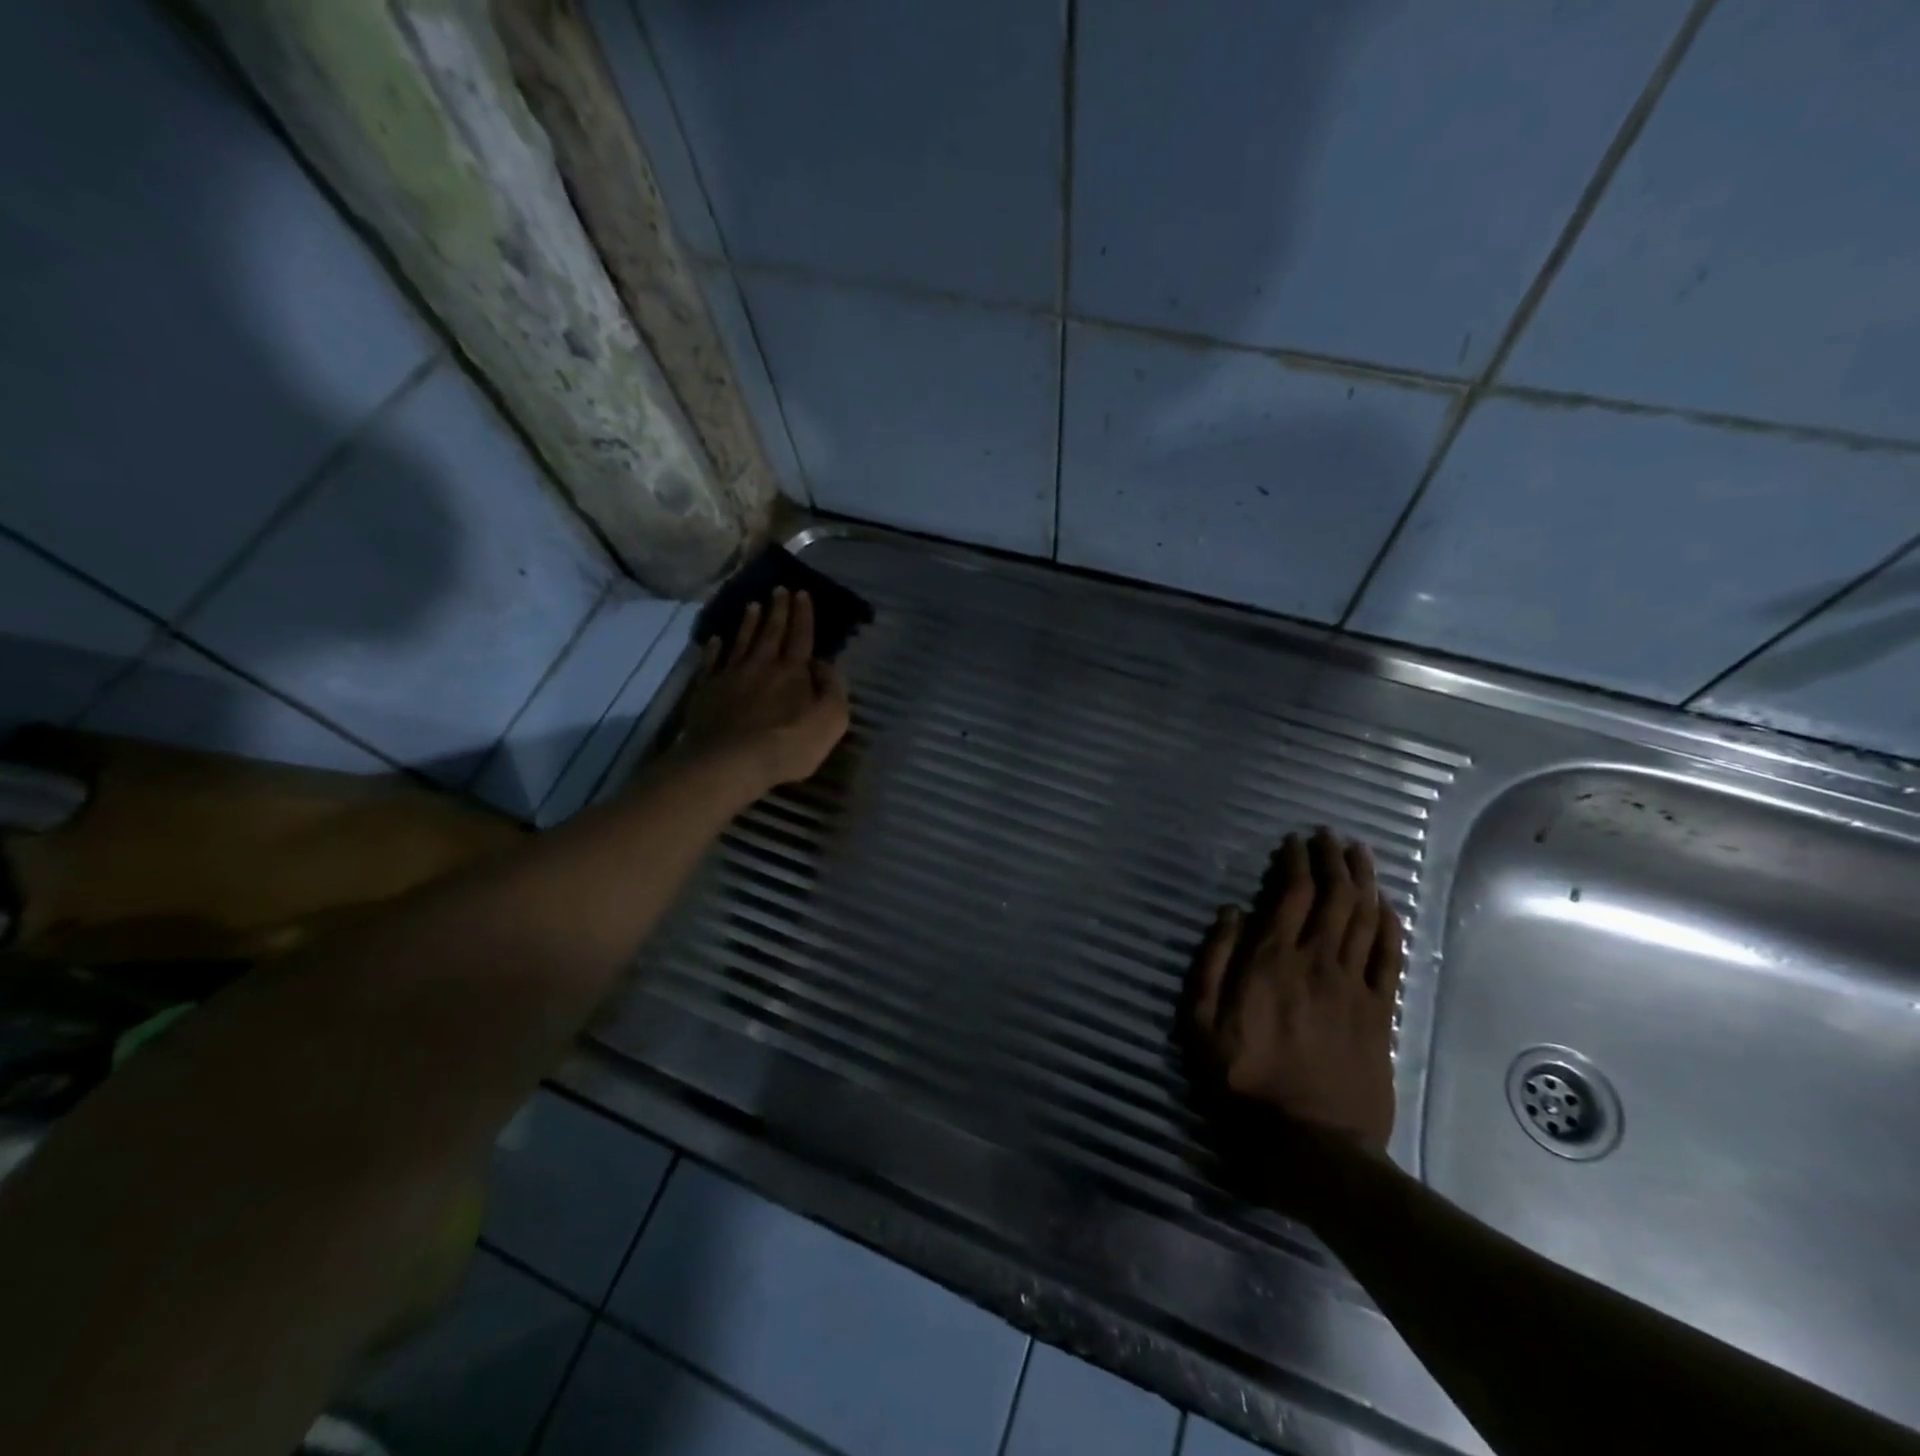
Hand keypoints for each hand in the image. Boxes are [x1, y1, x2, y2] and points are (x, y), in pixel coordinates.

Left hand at [677, 588, 850, 792]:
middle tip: (779, 589)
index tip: (802, 593)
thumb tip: (826, 664)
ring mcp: (730, 675)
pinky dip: (714, 648)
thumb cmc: (788, 745)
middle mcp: (762, 665)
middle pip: (771, 631)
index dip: (803, 614)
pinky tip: (716, 640)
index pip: (801, 636)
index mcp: (793, 671)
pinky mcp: (707, 690)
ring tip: (752, 605)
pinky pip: (711, 662)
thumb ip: (833, 689)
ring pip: (741, 641)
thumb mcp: (831, 720)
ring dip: (748, 622)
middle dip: (777, 609)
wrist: (730, 761)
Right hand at [1185, 828, 1403, 1153]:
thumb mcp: (1199, 1025)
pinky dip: (1389, 924)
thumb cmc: (1242, 1083)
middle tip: (1330, 837)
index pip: (1290, 894)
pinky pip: (1390, 957)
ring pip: (1365, 918)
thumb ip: (1212, 963)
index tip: (1294, 842)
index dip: (1295, 862)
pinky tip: (1385, 905)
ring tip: (1359, 854)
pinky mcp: (1380, 1013)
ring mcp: (1354, 986)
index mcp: (1271, 961)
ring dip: (1363, 881)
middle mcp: (1317, 962)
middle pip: (1334, 897)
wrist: (1310, 1144)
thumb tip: (1229, 912)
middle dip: (1333, 860)